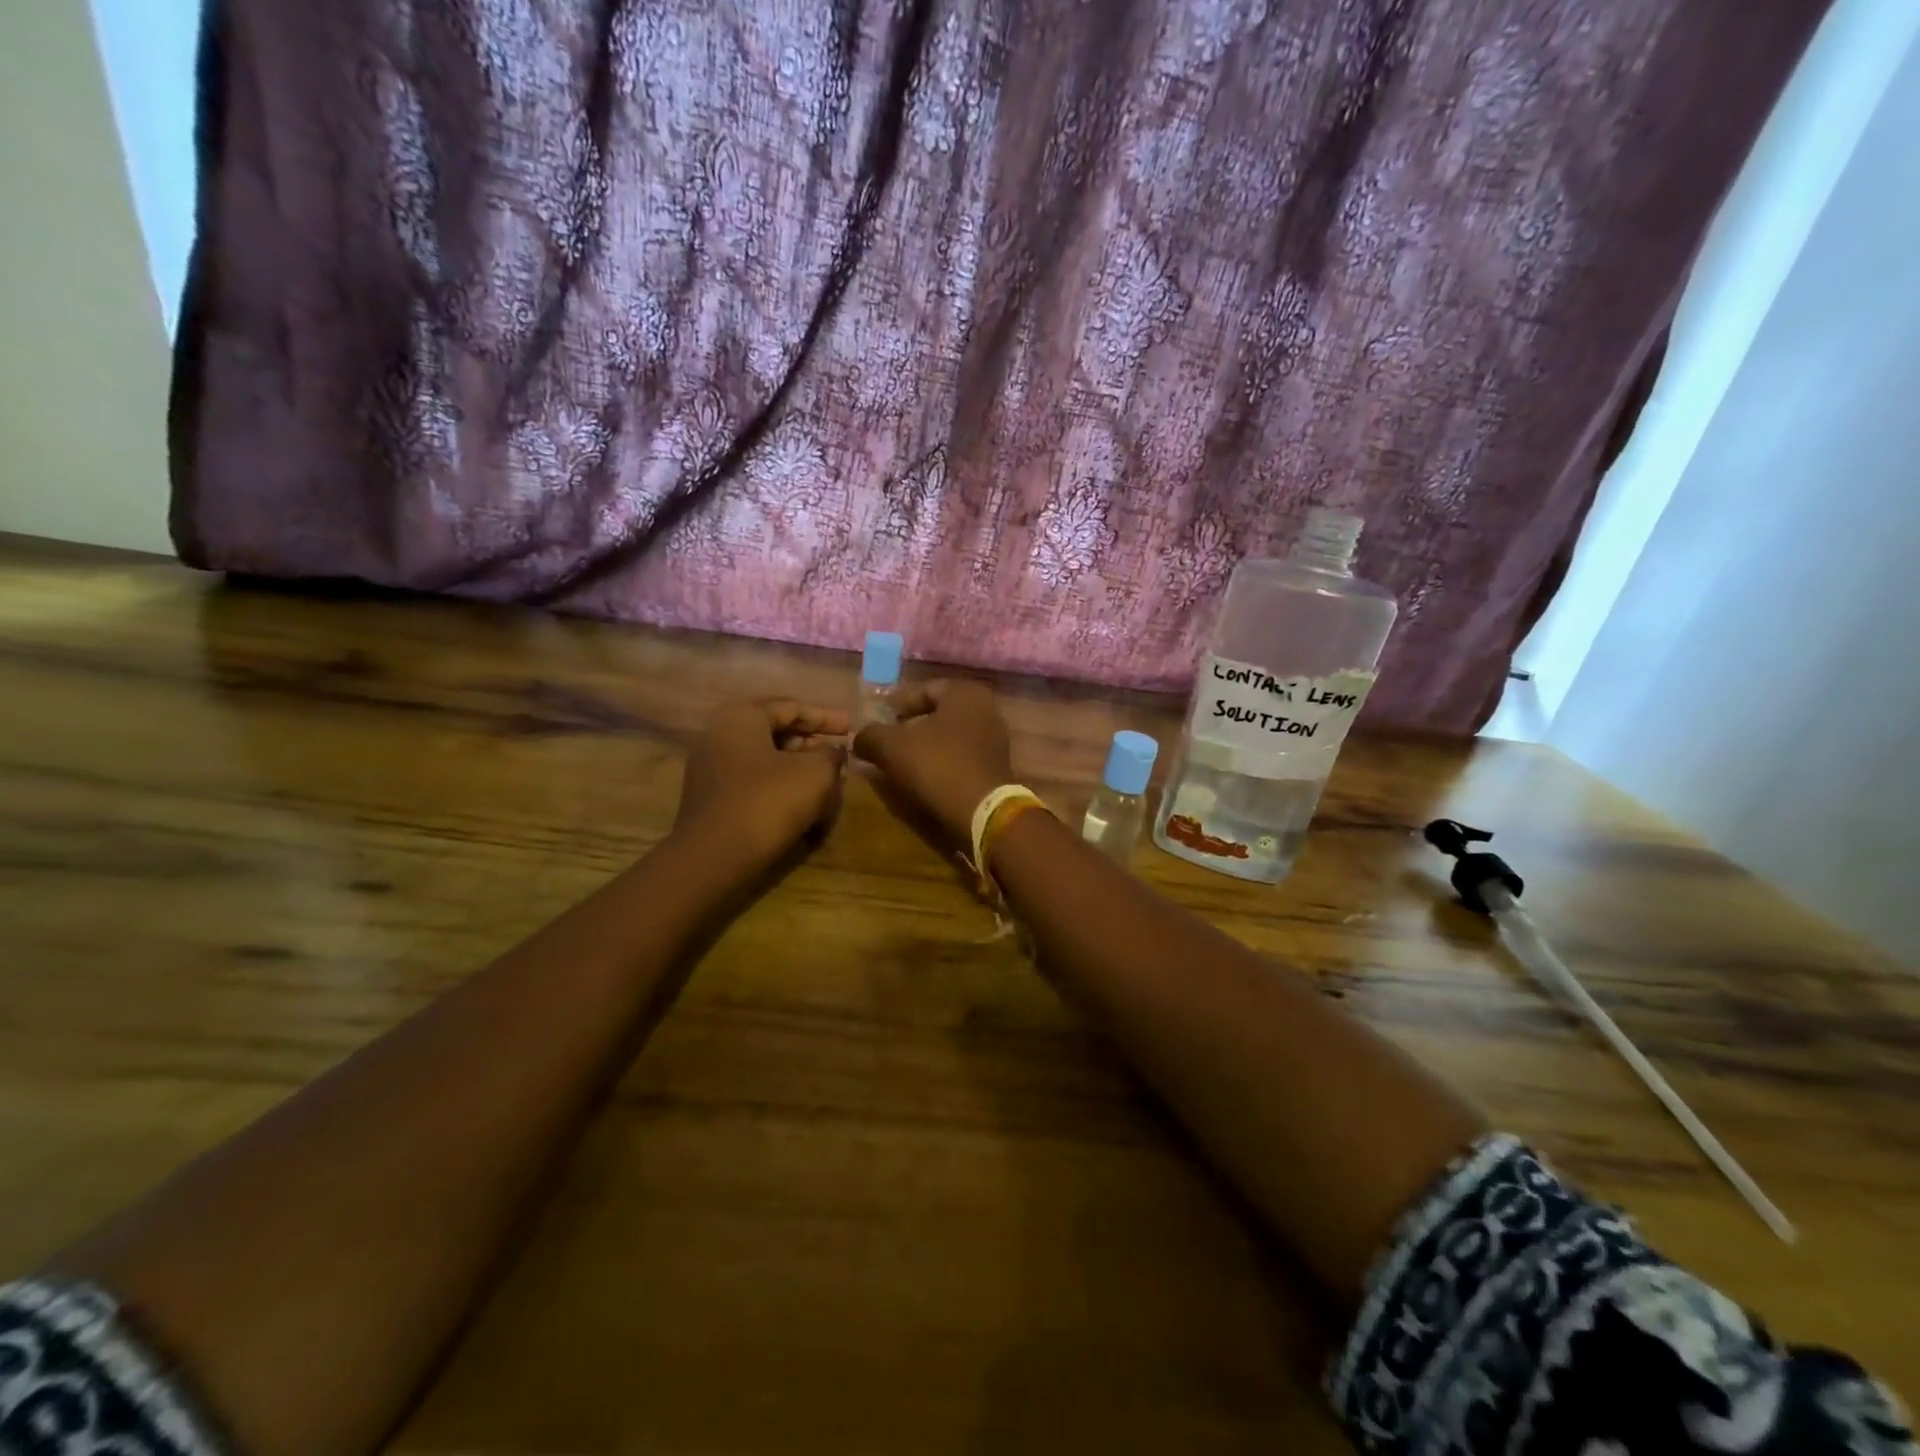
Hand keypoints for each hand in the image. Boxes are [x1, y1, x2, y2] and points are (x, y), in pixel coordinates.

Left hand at [674, 699, 848, 868]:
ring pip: (765, 758)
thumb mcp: (815, 773)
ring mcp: (709, 766)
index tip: (851, 728)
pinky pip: (752, 781)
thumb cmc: (769, 802)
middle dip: (811, 743)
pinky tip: (801, 802)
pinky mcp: (710, 797)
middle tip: (839, 755)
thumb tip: (832, 751)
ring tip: (826, 781)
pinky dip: (779, 785)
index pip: (792, 707)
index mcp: (741, 716)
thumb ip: (830, 754)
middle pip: (775, 731)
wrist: (714, 858)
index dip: (826, 718)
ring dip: (797, 767)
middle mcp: (719, 733)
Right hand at [851, 680, 1012, 845]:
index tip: (879, 723)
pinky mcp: (997, 767)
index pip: (923, 689)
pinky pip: (961, 757)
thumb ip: (870, 736)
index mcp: (965, 693)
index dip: (897, 705)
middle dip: (910, 727)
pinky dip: (942, 763)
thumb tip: (858, 737)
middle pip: (937, 714)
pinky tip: (923, 779)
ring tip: (901, 764)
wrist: (982, 812)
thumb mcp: (892, 747)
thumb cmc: (938, 766)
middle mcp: (986, 709)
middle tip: (887, 743)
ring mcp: (995, 739)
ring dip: (925, 748)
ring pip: (949, 737)